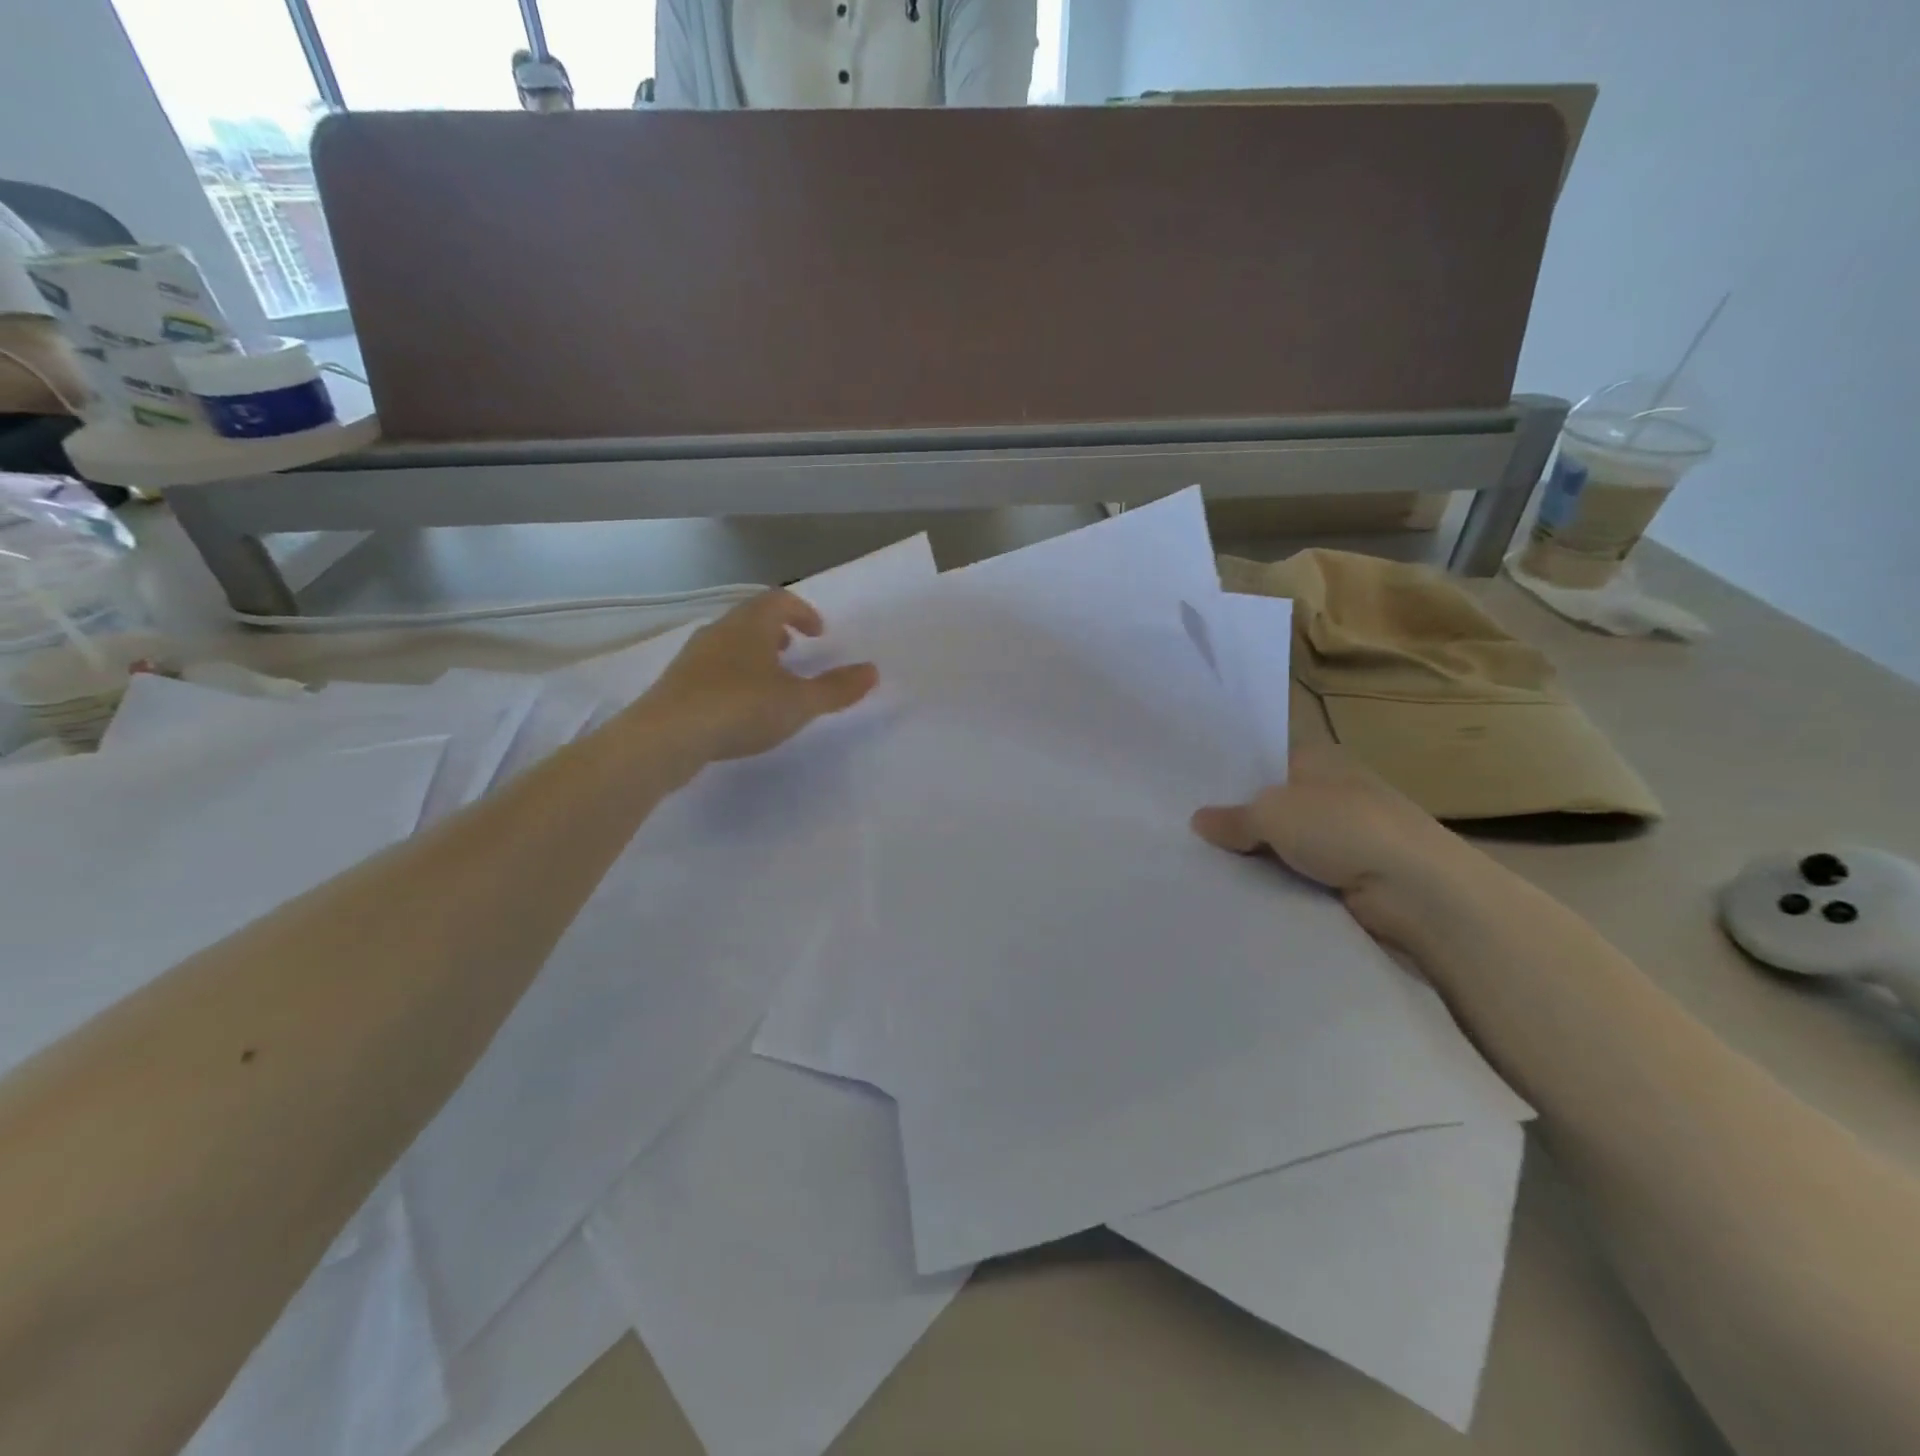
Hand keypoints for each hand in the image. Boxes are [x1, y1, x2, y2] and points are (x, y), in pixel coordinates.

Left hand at [635, 590, 877, 763]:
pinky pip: (713, 668)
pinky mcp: (677, 683)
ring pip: (730, 642)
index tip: (818, 633)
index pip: (779, 600)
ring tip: (770, 680)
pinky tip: (739, 706)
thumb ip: (837, 688)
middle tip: (794, 650)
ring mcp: (694, 656)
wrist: (667, 737)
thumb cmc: (741, 708)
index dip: (802, 612)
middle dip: (777, 631)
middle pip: (751, 618)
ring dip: (754, 653)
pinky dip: (733, 675)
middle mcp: (719, 631)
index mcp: (750, 624)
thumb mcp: (799, 702)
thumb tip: (872, 671)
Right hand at [1191, 744, 1484, 947]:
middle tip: (1184, 833)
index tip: (1189, 793)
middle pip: (1271, 803)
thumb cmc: (1343, 828)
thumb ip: (1233, 817)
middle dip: (1236, 819)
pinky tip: (1240, 891)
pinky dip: (1277, 881)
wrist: (1418, 890)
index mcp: (1319, 757)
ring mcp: (1344, 834)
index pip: (1265, 760)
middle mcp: (1332, 790)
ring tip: (1201, 865)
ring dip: (1256, 855)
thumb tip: (1199, 821)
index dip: (1230, 775)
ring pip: (1283, 842)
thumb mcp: (1273, 813)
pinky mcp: (1350, 875)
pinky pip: (1299, 874)